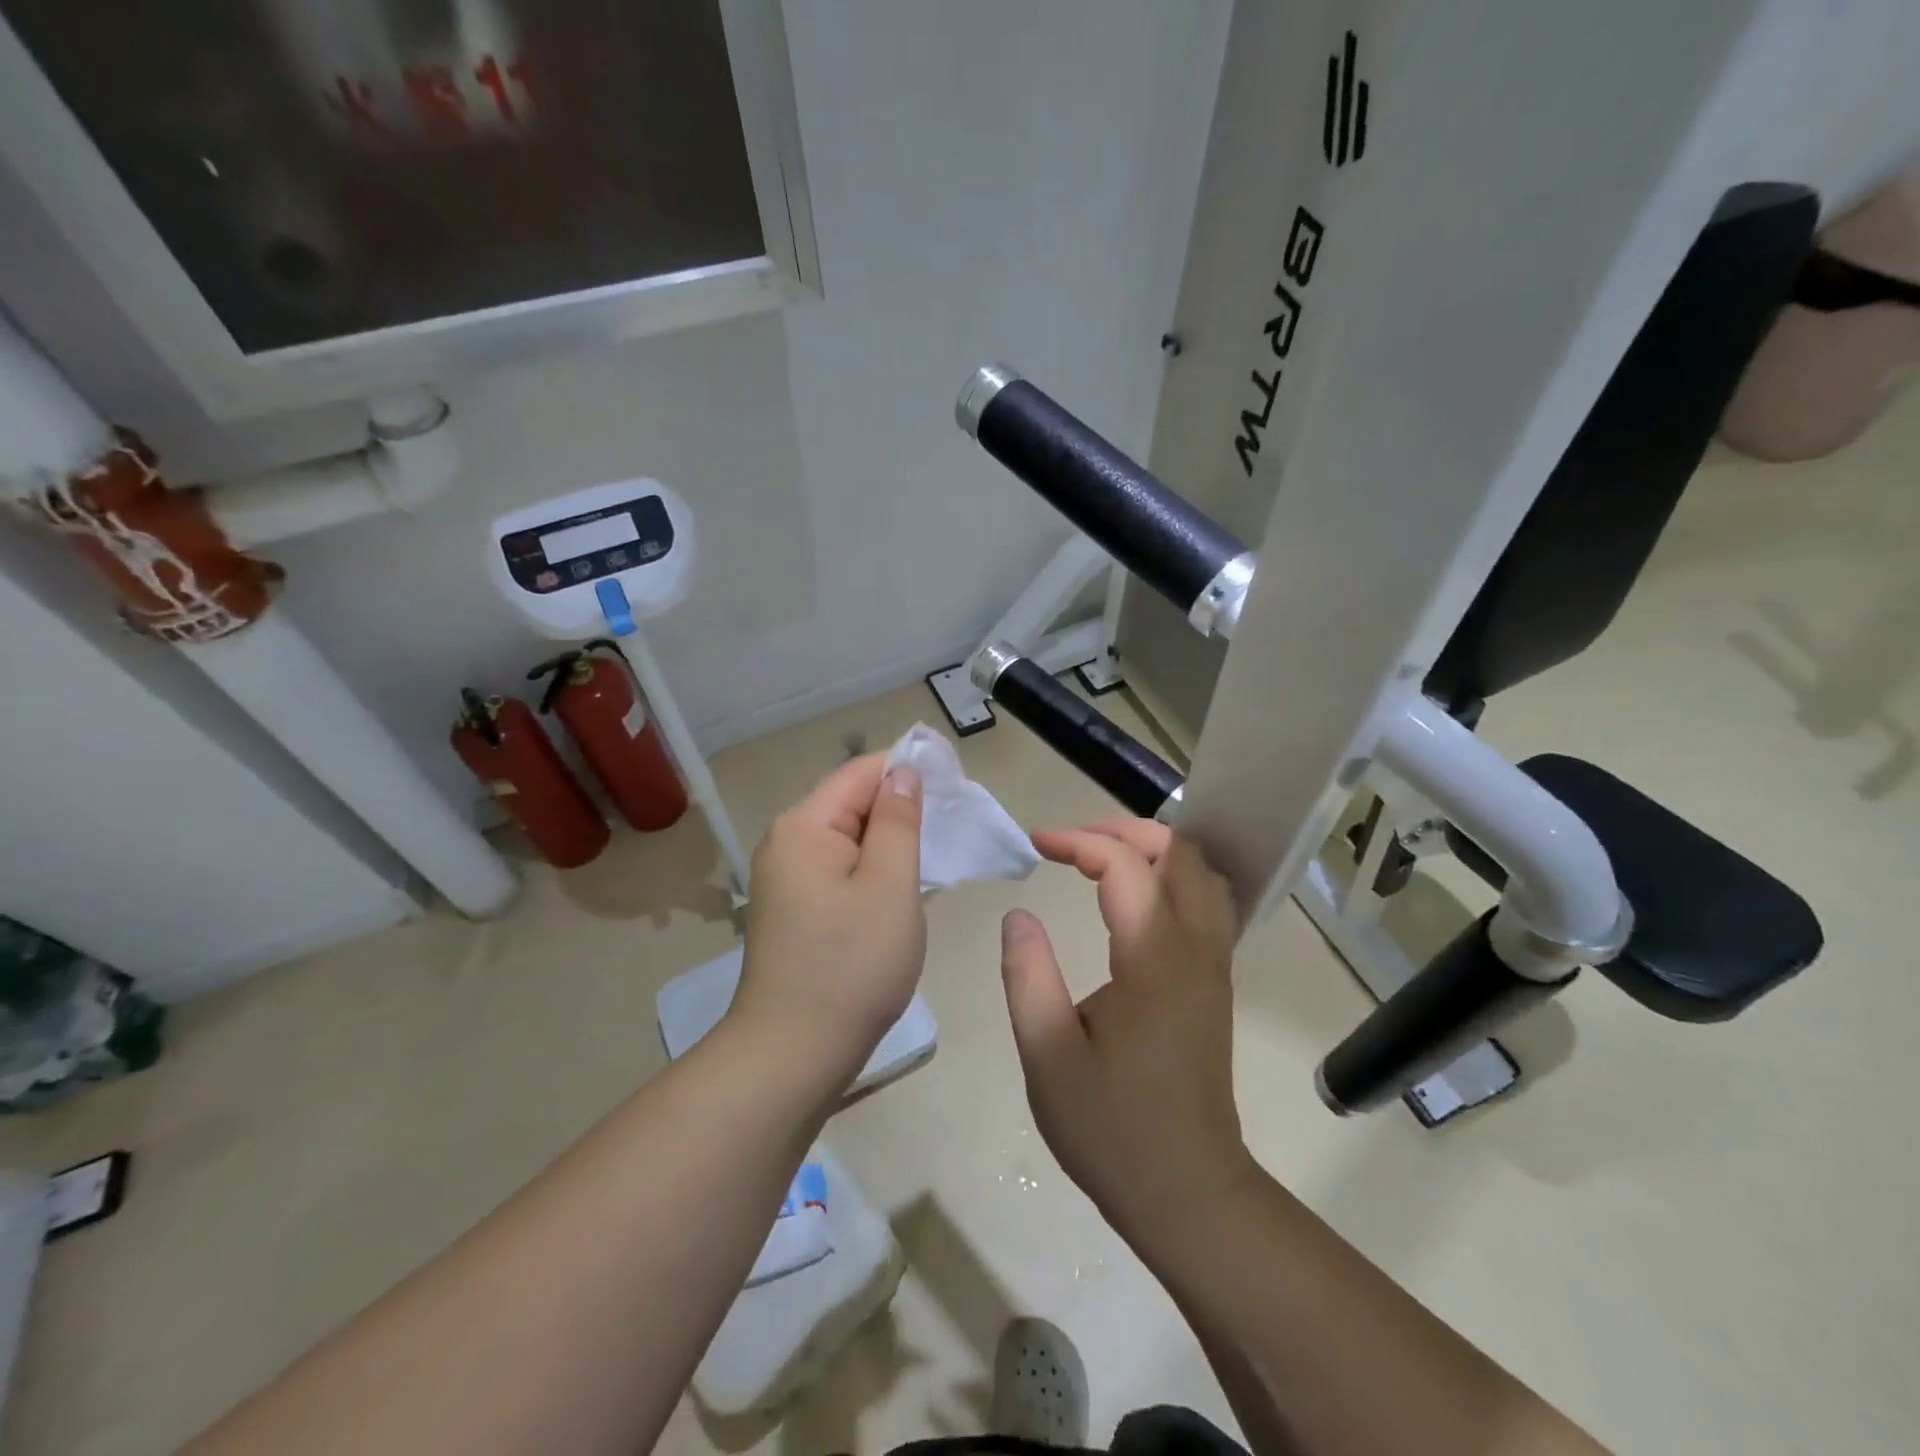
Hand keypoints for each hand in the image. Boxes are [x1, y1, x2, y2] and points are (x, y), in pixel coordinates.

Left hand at [730, 753, 925, 1091]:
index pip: (861, 772)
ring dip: (888, 841)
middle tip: (951, 827)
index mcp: (804, 825)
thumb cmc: (851, 964)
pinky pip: (838, 868)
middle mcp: (786, 842)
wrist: (793, 1053)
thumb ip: (898, 820)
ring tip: (932, 855)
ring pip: (847, 838)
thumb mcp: (889, 884)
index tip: (955, 782)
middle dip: (899, 807)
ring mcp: (784, 878)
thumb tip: (902, 772)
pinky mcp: (792, 908)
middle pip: (850, 802)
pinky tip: (897, 887)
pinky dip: (870, 869)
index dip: (907, 768)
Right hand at [1001, 819, 1254, 1247]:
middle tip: (1072, 842)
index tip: (1036, 844)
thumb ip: (1027, 975)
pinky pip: (1206, 903)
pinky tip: (1133, 898)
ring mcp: (1215, 965)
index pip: (1125, 866)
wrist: (1189, 1193)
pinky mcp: (1216, 983)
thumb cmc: (1111, 1128)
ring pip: (1202, 874)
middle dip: (1124, 830)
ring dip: (1153, 850)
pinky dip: (1171, 877)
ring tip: (1100, 860)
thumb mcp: (1047, 1055)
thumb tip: (1019, 914)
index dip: (1078, 841)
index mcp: (1154, 960)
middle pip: (1179, 852)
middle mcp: (1196, 949)